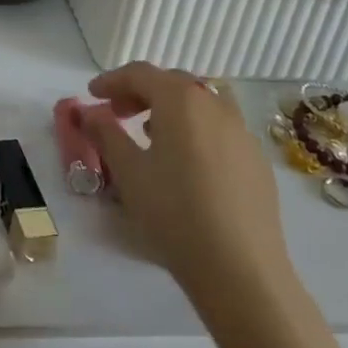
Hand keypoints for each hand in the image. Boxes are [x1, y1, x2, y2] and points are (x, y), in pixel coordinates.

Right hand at [83, 63, 292, 319]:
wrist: (243, 272)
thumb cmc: (175, 213)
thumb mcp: (128, 172)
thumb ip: (106, 133)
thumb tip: (90, 112)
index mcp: (180, 99)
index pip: (140, 74)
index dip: (111, 80)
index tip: (91, 94)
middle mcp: (214, 105)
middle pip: (171, 83)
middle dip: (140, 92)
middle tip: (117, 112)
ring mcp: (242, 132)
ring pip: (199, 104)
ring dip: (170, 110)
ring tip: (150, 134)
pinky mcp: (258, 162)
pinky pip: (219, 130)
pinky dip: (196, 131)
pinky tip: (186, 163)